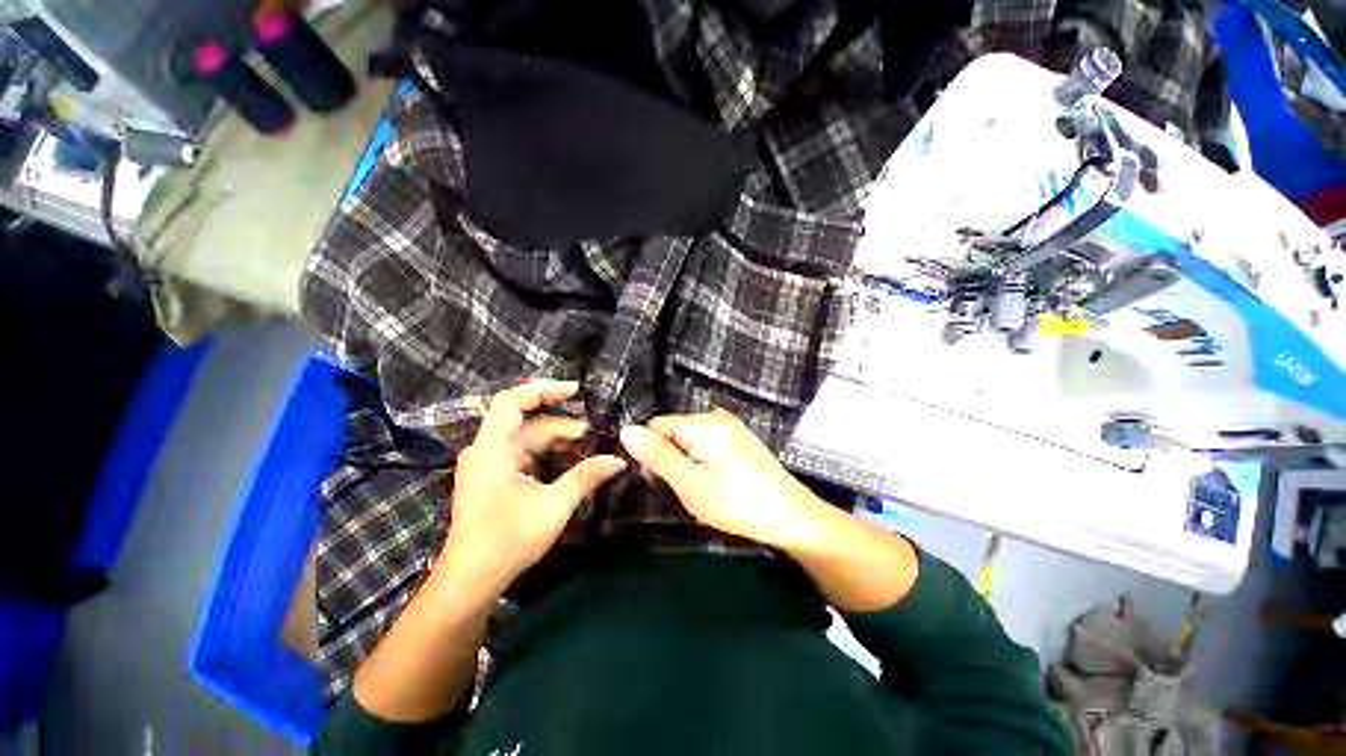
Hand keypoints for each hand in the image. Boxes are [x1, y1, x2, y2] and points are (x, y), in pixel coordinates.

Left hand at [440, 379, 625, 595]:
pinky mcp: (494, 476)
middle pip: (527, 422)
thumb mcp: (553, 507)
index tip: (576, 390)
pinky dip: (548, 453)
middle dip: (563, 424)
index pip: (512, 401)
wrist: (470, 580)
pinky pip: (525, 453)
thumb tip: (619, 459)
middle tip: (597, 432)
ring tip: (591, 445)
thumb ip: (586, 477)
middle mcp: (486, 449)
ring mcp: (489, 463)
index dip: (543, 389)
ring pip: (528, 438)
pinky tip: (571, 459)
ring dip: (559, 440)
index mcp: (492, 449)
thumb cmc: (507, 541)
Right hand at [619, 408, 829, 551]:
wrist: (791, 515)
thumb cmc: (737, 503)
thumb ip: (658, 456)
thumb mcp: (691, 484)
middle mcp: (715, 415)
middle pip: (672, 429)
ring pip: (689, 436)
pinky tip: (714, 478)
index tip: (659, 480)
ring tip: (700, 486)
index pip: (655, 425)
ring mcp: (730, 424)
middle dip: (669, 455)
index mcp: (701, 423)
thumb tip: (625, 430)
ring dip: (685, 458)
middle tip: (684, 487)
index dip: (650, 452)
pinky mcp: (739, 436)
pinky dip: (701, 456)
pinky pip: (706, 440)